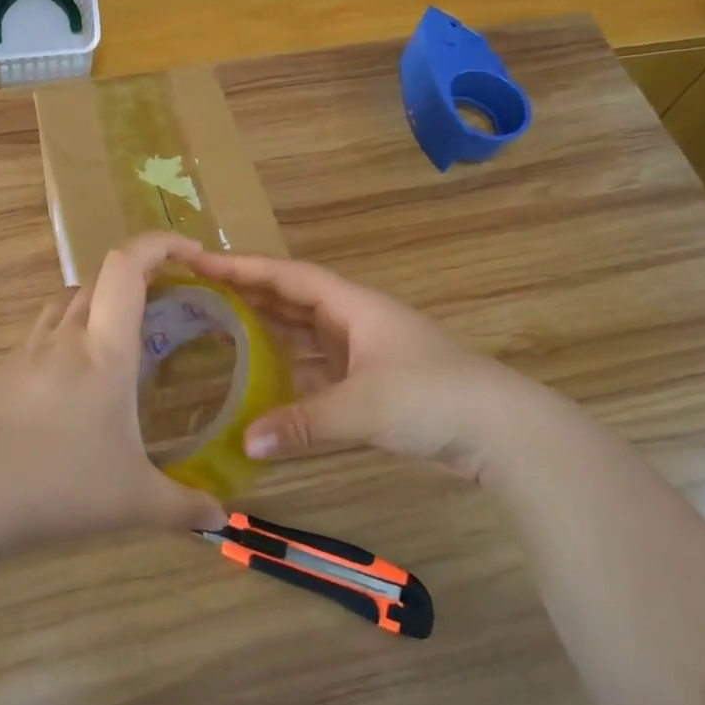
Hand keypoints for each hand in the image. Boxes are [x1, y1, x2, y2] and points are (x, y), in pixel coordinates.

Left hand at [0, 234, 226, 549]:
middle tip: (165, 303)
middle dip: (137, 275)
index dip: (159, 244)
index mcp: (105, 350)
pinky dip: (66, 338)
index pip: (127, 267)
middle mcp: (66, 336)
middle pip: (99, 276)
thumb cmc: (58, 483)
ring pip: (67, 301)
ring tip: (119, 339)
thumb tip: (221, 517)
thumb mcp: (131, 501)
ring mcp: (28, 350)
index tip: (190, 253)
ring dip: (98, 303)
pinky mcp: (3, 371)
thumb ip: (182, 506)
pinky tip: (73, 384)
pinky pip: (43, 335)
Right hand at [178, 249, 547, 481]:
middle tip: (201, 295)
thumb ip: (302, 423)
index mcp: (353, 306)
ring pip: (306, 334)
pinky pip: (319, 369)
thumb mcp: (362, 407)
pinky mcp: (374, 384)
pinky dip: (291, 373)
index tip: (201, 262)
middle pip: (293, 299)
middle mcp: (356, 321)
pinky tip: (265, 387)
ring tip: (222, 333)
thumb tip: (246, 443)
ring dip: (269, 332)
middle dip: (250, 294)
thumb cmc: (432, 398)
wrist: (503, 432)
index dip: (244, 267)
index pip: (288, 276)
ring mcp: (366, 353)